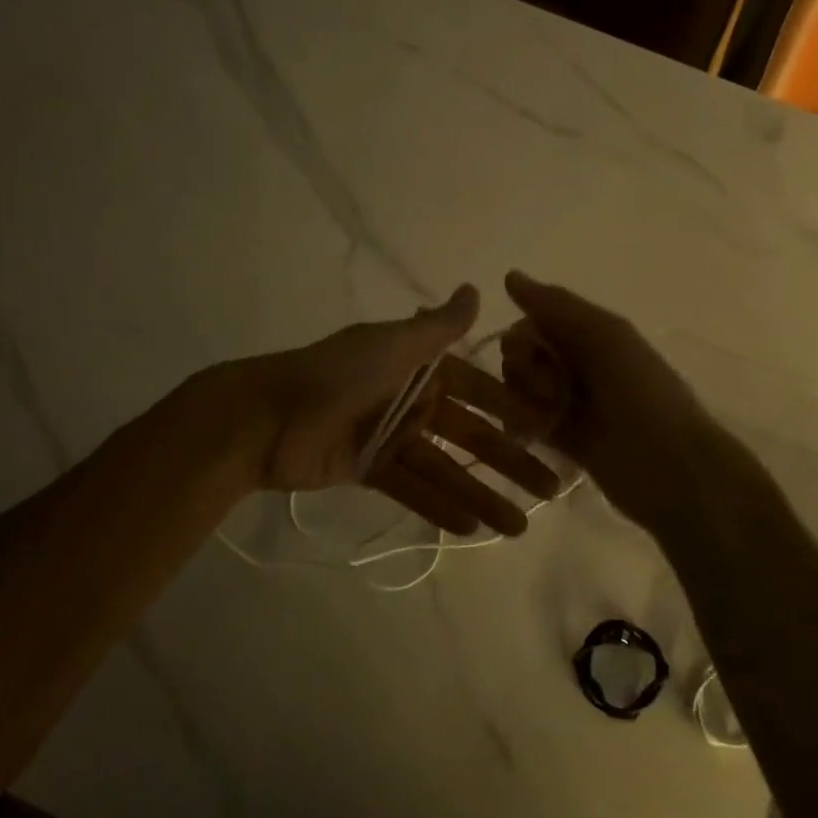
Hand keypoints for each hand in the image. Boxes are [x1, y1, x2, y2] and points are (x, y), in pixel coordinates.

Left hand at [234, 285, 561, 536]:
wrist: (266, 418)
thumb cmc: (336, 375)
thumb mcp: (391, 345)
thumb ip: (437, 327)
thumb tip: (475, 289)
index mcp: (416, 367)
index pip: (477, 389)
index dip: (513, 409)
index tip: (552, 429)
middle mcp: (408, 400)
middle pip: (468, 434)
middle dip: (508, 460)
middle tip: (550, 489)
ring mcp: (389, 437)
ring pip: (444, 468)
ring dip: (480, 494)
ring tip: (518, 528)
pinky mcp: (368, 469)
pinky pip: (411, 488)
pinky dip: (439, 507)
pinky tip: (472, 528)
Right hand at [499, 271, 770, 533]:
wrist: (672, 466)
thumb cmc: (642, 393)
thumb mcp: (604, 336)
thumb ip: (556, 306)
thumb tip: (510, 275)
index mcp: (590, 334)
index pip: (532, 323)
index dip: (523, 337)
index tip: (532, 353)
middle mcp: (577, 364)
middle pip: (521, 356)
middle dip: (523, 370)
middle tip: (548, 390)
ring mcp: (569, 402)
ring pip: (520, 389)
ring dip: (522, 400)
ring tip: (545, 419)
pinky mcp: (564, 440)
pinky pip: (526, 422)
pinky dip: (522, 424)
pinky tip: (528, 434)